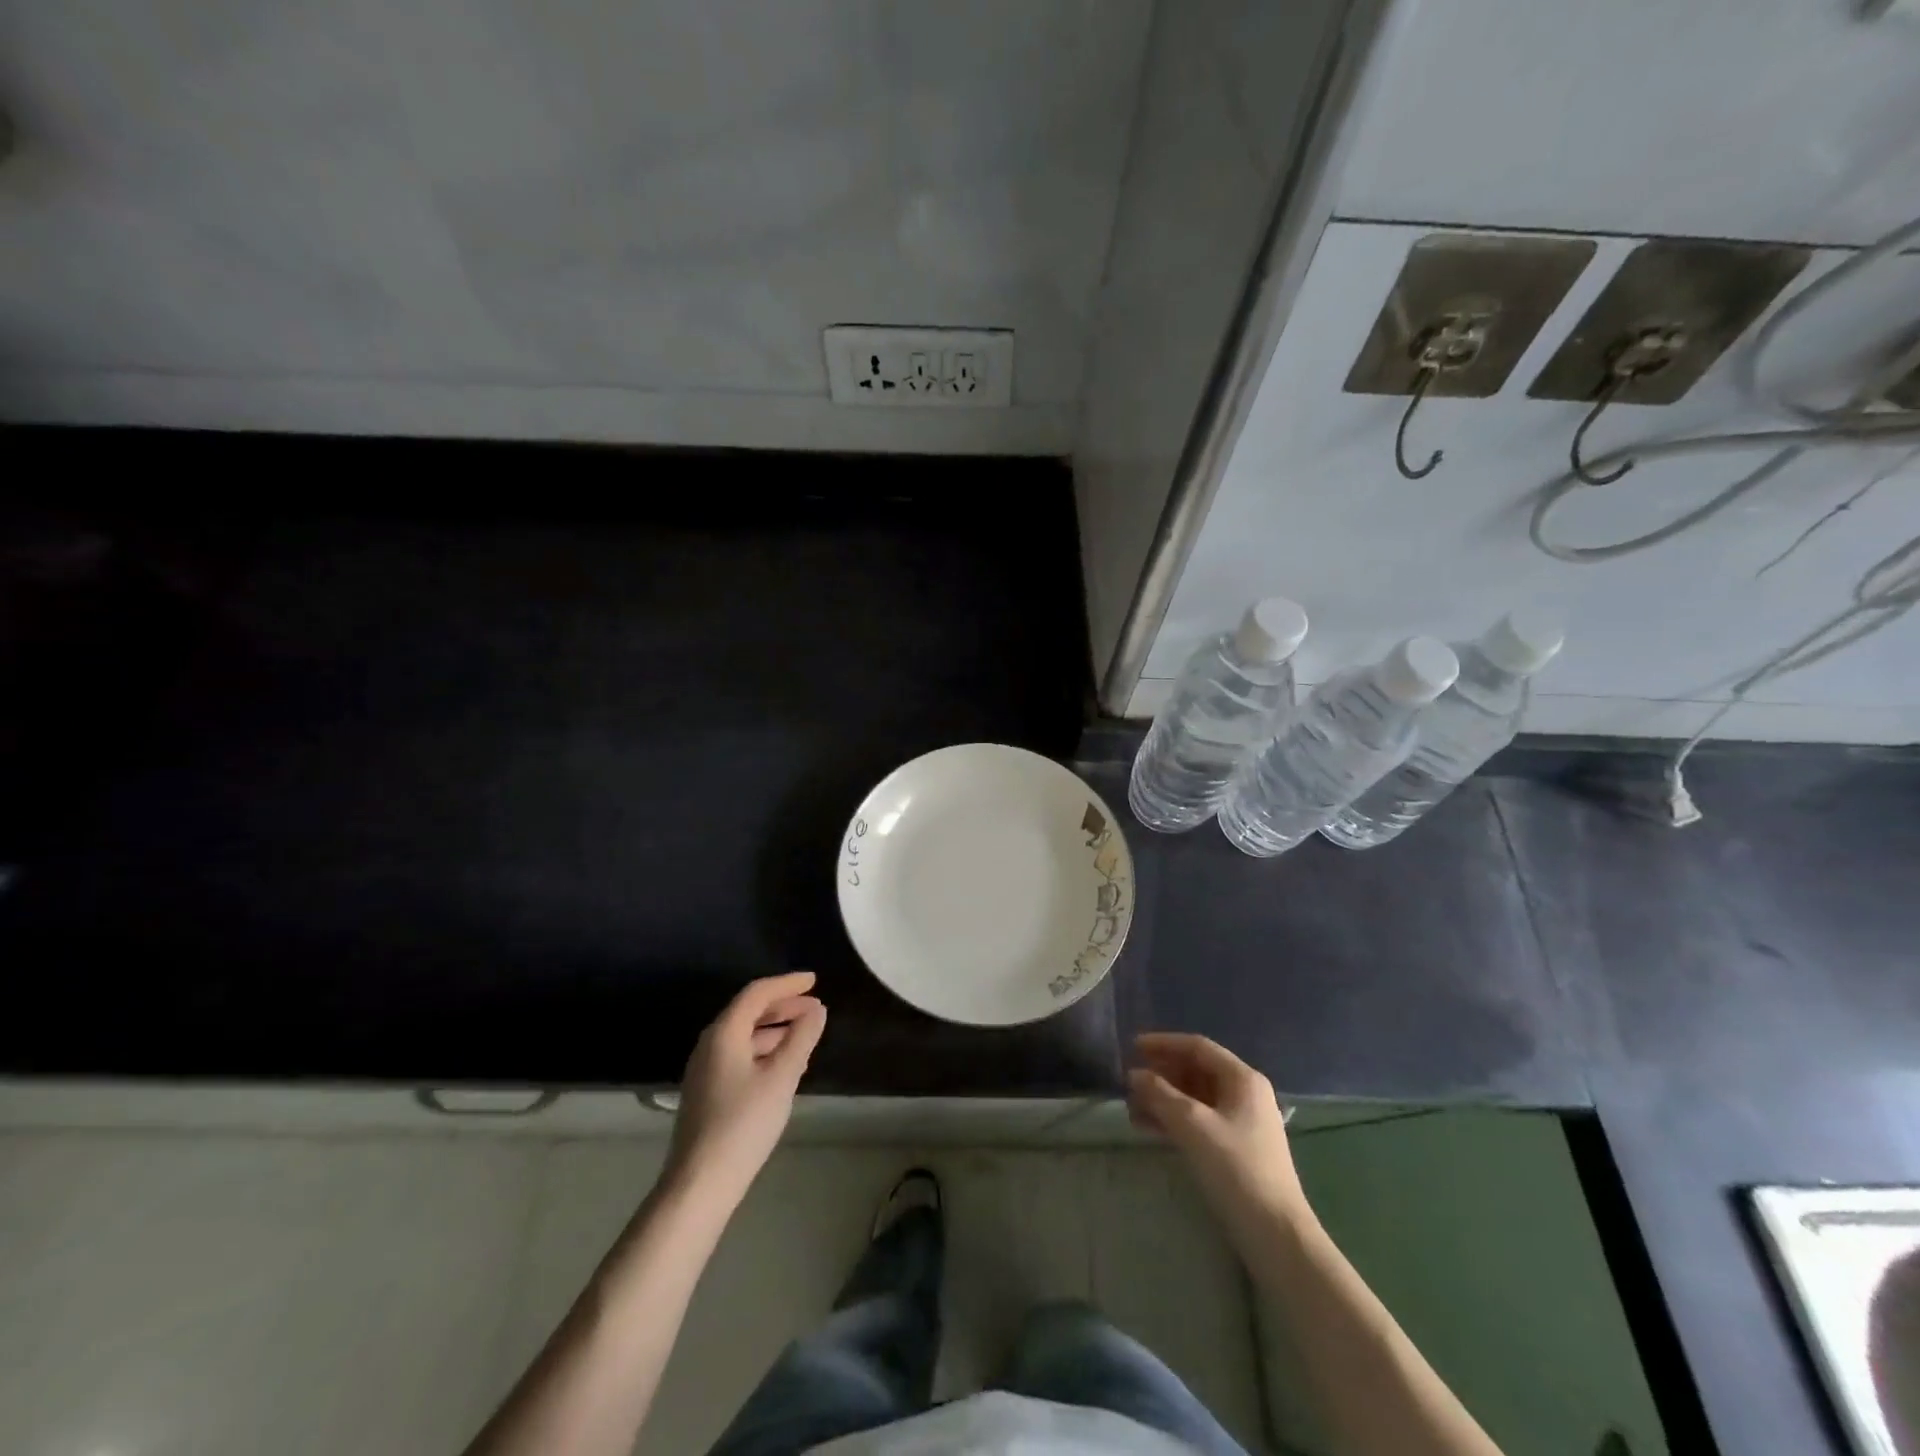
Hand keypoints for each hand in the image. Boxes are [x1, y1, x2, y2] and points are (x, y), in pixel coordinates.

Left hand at [666, 972, 826, 1204]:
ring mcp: (705, 1069)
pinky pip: (740, 1054)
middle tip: (815, 1007)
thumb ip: (801, 1038)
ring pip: (745, 1035)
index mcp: (724, 1033)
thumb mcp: (781, 1077)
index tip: (814, 980)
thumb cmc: (744, 1123)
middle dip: (783, 1006)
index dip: (787, 984)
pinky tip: (783, 1065)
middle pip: (749, 1011)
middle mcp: (710, 1043)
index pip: (757, 993)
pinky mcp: (707, 1091)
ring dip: (776, 1029)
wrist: (700, 1183)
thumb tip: (817, 1010)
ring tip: (806, 1035)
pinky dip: (764, 1049)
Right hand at [1127, 1032, 1309, 1226]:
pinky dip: (1174, 1119)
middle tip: (1130, 1081)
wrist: (1275, 1234)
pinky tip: (1148, 1128)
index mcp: (1242, 1079)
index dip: (1163, 1043)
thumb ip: (1160, 1094)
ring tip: (1132, 1108)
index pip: (1197, 1047)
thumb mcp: (1192, 1125)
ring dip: (1163, 1099)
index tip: (1132, 1047)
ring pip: (1194, 1097)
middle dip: (1161, 1074)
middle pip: (1195, 1070)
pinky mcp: (1235, 1147)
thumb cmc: (1235, 1169)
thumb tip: (1134, 1074)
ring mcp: (1241, 1122)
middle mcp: (1244, 1094)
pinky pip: (1198, 1120)